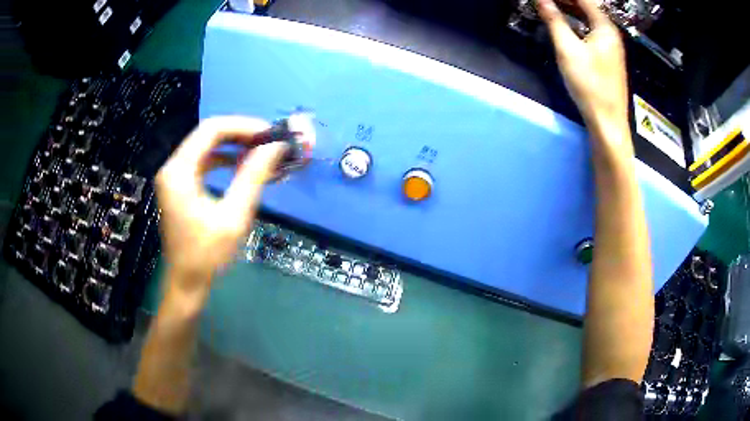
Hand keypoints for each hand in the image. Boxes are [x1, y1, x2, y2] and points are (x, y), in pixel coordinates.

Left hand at [156, 116, 286, 302]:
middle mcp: (172, 167)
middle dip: (240, 134)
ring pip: (205, 146)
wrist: (186, 282)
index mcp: (179, 171)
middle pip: (207, 134)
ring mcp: (173, 176)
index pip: (211, 130)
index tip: (269, 133)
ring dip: (233, 145)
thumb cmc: (207, 255)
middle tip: (268, 141)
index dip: (242, 126)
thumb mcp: (234, 217)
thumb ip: (253, 177)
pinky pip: (202, 161)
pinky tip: (242, 165)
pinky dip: (223, 159)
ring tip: (260, 151)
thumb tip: (275, 147)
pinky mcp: (178, 186)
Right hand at [537, 0, 628, 136]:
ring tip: (552, 7)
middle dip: (567, 1)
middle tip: (546, 2)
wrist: (608, 123)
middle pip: (588, 7)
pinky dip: (578, 24)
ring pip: (590, 20)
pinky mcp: (609, 58)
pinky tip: (567, 25)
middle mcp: (611, 33)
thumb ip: (554, 20)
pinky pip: (592, 31)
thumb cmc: (590, 85)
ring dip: (571, 10)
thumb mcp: (568, 50)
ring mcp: (612, 47)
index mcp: (605, 27)